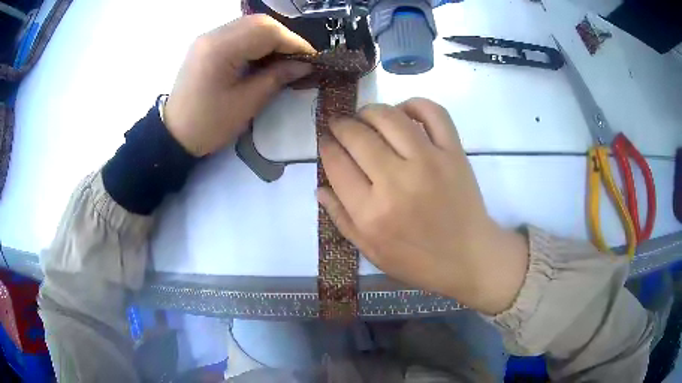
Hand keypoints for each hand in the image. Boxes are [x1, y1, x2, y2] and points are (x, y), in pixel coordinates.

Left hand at [165, 15, 314, 155]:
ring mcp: (208, 37)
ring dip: (272, 38)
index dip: (295, 43)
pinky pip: (238, 33)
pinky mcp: (207, 44)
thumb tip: (305, 65)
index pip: (267, 32)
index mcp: (221, 49)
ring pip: (250, 25)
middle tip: (299, 59)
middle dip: (285, 38)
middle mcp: (213, 35)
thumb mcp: (246, 104)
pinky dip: (256, 41)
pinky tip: (263, 57)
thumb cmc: (208, 125)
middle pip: (259, 22)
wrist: (174, 134)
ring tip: (284, 59)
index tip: (312, 59)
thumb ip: (277, 78)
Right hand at [318, 98, 528, 314]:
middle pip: (357, 135)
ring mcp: (428, 161)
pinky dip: (415, 104)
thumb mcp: (371, 251)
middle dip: (340, 125)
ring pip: (389, 116)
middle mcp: (396, 181)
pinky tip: (404, 112)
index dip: (325, 146)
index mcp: (371, 212)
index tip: (325, 141)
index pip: (336, 163)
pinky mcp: (453, 152)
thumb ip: (341, 218)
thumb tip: (319, 187)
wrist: (468, 257)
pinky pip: (433, 113)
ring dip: (370, 110)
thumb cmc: (418, 261)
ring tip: (366, 117)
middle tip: (340, 126)